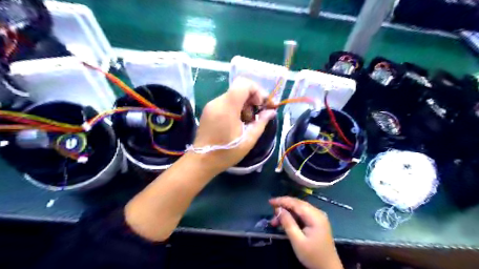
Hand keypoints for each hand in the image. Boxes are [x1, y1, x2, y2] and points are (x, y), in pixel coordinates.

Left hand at [192, 77, 274, 174]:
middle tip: (259, 114)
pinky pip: (226, 102)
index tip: (263, 105)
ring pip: (233, 96)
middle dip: (253, 99)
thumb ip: (261, 123)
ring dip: (245, 105)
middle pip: (239, 89)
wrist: (202, 161)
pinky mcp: (208, 110)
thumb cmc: (226, 153)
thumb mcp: (248, 140)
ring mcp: (211, 105)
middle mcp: (218, 102)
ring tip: (249, 122)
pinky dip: (236, 108)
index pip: (244, 84)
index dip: (258, 91)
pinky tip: (239, 122)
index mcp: (227, 107)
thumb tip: (271, 112)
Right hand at [269, 196, 343, 268]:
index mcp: (315, 216)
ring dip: (287, 213)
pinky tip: (285, 223)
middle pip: (297, 204)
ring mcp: (318, 217)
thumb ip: (288, 223)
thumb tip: (278, 209)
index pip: (296, 203)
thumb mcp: (297, 241)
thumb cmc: (313, 256)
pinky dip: (292, 217)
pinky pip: (302, 214)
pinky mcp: (316, 222)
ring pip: (299, 209)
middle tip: (272, 214)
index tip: (270, 202)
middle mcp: (317, 213)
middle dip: (283, 207)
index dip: (282, 201)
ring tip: (275, 222)